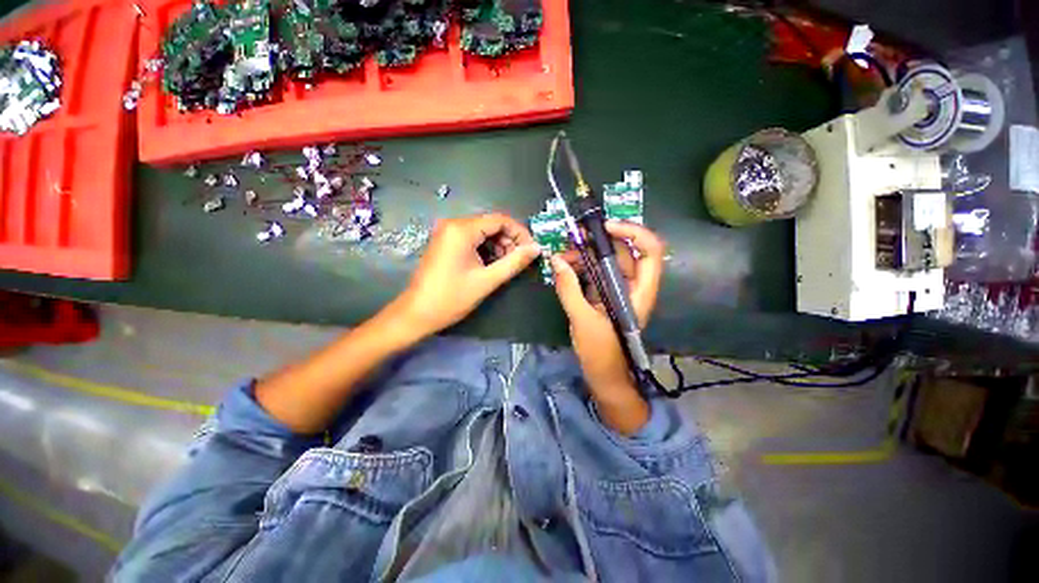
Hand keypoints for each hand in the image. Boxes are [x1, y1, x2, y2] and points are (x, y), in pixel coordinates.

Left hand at [390, 213, 539, 339]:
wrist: (417, 313)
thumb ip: (514, 262)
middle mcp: (453, 225)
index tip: (532, 250)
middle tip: (520, 260)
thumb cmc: (452, 297)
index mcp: (462, 229)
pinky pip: (472, 239)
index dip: (520, 233)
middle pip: (491, 224)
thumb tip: (536, 249)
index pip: (500, 220)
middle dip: (509, 240)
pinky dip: (486, 249)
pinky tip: (491, 264)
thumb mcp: (487, 280)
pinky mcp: (445, 243)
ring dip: (499, 246)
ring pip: (482, 232)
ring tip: (506, 265)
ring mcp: (447, 233)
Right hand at [551, 221, 664, 401]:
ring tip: (561, 257)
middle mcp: (631, 286)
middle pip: (623, 252)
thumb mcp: (583, 320)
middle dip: (598, 242)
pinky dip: (580, 267)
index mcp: (639, 292)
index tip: (605, 227)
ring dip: (584, 255)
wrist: (603, 375)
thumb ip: (569, 289)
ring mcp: (616, 290)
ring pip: (605, 261)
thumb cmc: (601, 353)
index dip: (633, 232)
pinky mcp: (603, 295)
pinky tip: (563, 267)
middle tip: (572, 238)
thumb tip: (555, 260)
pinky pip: (594, 273)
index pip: (649, 251)